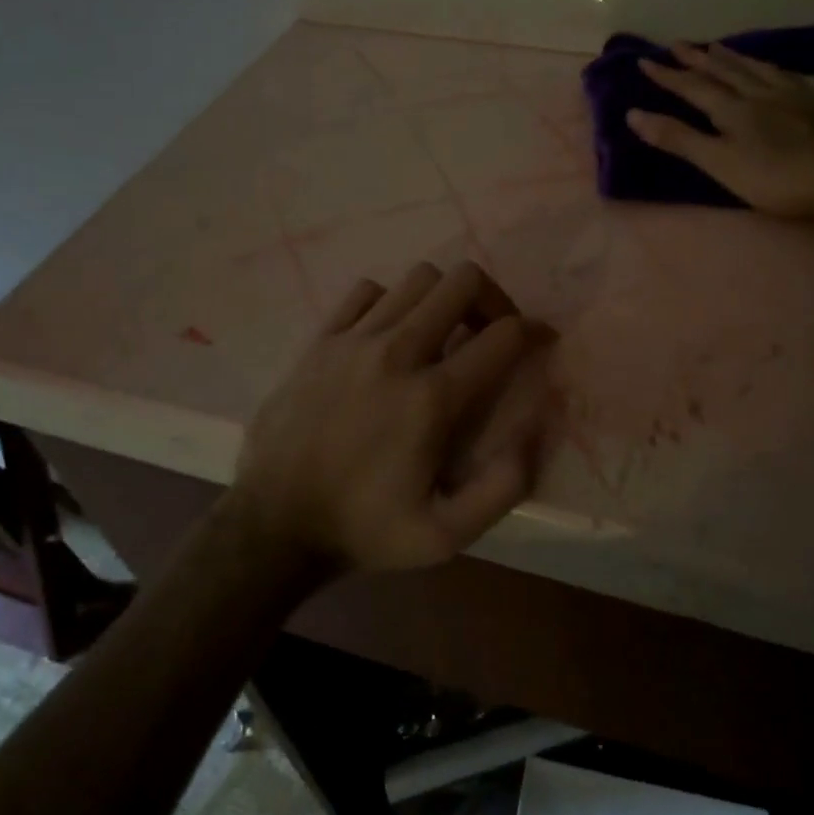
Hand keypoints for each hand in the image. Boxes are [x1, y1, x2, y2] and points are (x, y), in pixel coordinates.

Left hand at [226, 261, 550, 573]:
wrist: (274, 524)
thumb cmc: (364, 530)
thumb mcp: (445, 536)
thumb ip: (502, 488)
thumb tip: (531, 434)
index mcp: (432, 400)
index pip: (503, 335)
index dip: (534, 331)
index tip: (540, 341)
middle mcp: (397, 354)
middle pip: (462, 282)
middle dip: (492, 299)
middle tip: (491, 331)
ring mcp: (354, 341)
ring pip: (417, 278)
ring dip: (443, 298)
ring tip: (444, 331)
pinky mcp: (321, 340)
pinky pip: (367, 292)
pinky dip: (390, 302)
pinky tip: (390, 335)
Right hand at [626, 43, 813, 219]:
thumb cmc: (778, 177)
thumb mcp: (720, 163)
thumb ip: (679, 139)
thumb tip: (633, 114)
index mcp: (733, 110)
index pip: (693, 87)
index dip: (668, 75)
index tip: (645, 60)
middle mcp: (761, 93)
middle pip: (725, 71)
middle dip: (698, 59)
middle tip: (679, 44)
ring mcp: (797, 94)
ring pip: (759, 69)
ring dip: (735, 58)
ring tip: (720, 47)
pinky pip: (797, 78)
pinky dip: (780, 70)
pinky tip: (783, 70)